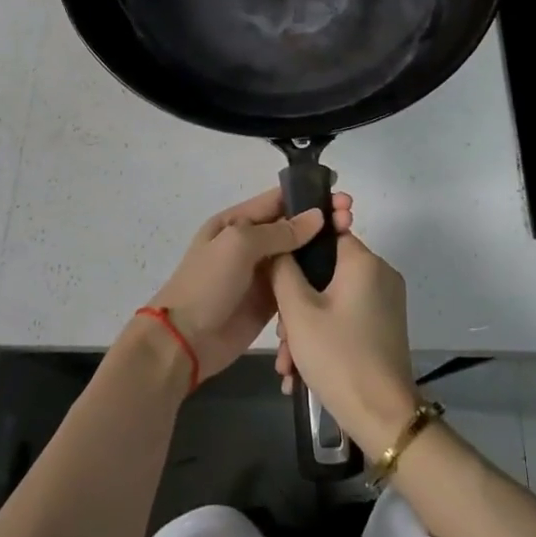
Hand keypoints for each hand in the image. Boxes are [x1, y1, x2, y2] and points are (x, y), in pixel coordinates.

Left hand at [146, 188, 353, 381]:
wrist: (184, 341)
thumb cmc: (207, 284)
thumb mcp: (239, 245)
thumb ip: (279, 231)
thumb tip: (317, 217)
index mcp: (236, 222)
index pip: (277, 200)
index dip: (308, 196)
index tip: (340, 195)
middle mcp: (250, 244)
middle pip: (292, 226)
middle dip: (320, 221)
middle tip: (351, 219)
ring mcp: (260, 274)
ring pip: (297, 255)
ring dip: (322, 248)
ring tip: (351, 243)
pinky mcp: (269, 301)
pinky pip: (296, 284)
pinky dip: (314, 278)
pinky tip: (339, 275)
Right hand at [270, 230, 419, 454]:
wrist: (383, 417)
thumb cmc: (338, 356)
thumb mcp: (298, 312)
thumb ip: (283, 270)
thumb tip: (280, 247)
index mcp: (364, 261)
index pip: (325, 234)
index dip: (296, 251)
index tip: (275, 275)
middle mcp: (380, 274)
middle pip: (326, 272)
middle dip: (296, 303)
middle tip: (281, 337)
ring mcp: (385, 302)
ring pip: (332, 299)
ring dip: (305, 327)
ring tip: (288, 364)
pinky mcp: (385, 327)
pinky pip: (346, 317)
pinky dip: (324, 336)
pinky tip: (301, 371)